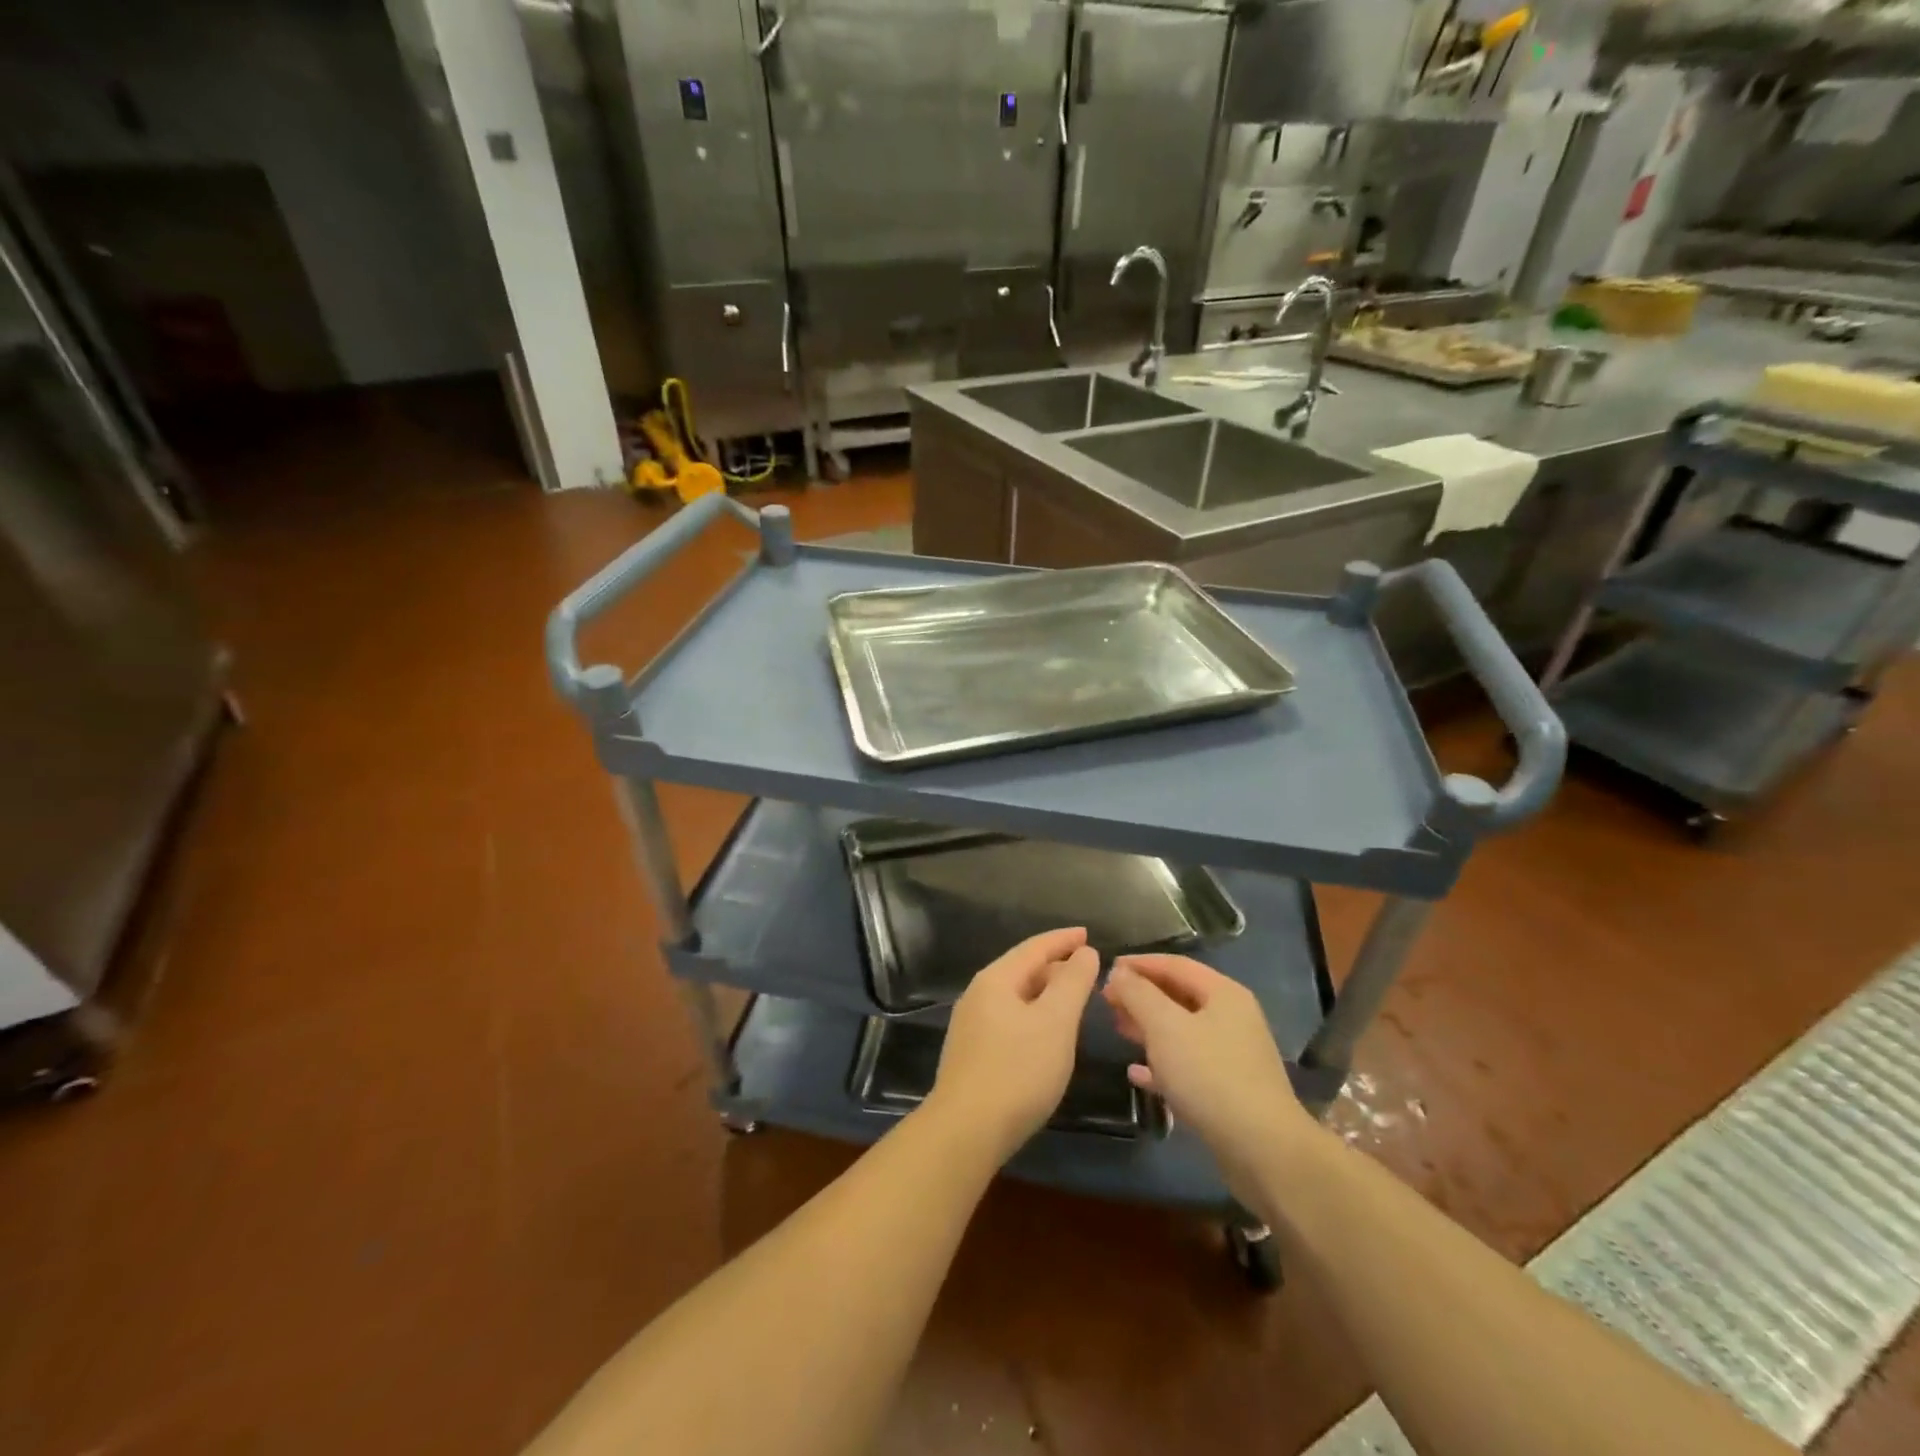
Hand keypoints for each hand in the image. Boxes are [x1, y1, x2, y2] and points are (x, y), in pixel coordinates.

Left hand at [925, 928, 1099, 1161]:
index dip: (1063, 939)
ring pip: (1016, 997)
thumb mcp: (1055, 1022)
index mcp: (995, 980)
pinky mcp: (972, 1054)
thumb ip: (1072, 983)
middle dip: (1055, 967)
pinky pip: (1010, 1020)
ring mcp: (971, 1026)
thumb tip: (1084, 952)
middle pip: (1022, 970)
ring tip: (1072, 1000)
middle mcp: (978, 995)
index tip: (1088, 934)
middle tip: (1087, 971)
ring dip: (1045, 993)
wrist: (966, 1130)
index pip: (1034, 947)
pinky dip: (1034, 1016)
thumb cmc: (1017, 1070)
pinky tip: (1047, 1035)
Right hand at [1104, 955, 1313, 1193]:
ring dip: (1148, 1027)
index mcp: (1223, 994)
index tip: (1107, 969)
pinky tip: (1136, 1073)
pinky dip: (1161, 1064)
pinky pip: (1188, 1065)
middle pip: (1179, 996)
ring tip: (1118, 1028)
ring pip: (1182, 1031)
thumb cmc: (1210, 1076)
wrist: (1263, 1150)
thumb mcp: (1165, 1027)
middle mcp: (1232, 1018)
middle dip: (1141, 996)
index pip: (1175, 965)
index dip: (1139, 964)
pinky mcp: (1229, 1089)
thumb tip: (1118, 972)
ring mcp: (1232, 1055)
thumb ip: (1138, 994)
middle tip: (1107, 1001)